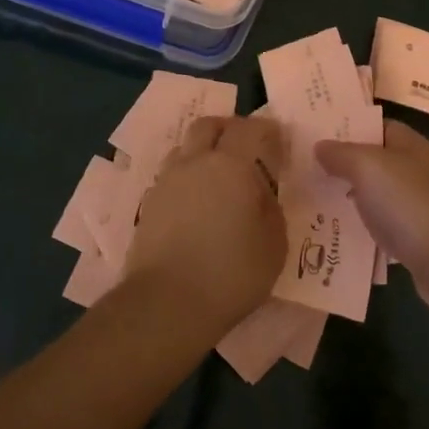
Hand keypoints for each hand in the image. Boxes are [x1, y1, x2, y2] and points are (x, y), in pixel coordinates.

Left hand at [124, 114, 286, 336]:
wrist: (167, 303)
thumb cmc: (231, 273)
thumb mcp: (274, 245)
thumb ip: (271, 210)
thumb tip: (262, 195)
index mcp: (232, 165)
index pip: (251, 129)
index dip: (268, 131)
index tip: (279, 143)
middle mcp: (196, 162)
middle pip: (209, 125)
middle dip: (229, 129)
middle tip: (246, 149)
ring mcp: (167, 181)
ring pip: (185, 147)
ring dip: (203, 151)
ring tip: (218, 177)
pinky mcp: (149, 204)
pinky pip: (171, 175)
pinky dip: (187, 178)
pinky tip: (197, 203)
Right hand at [316, 120, 428, 304]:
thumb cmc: (409, 203)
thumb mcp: (368, 167)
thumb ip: (341, 153)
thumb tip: (321, 146)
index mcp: (413, 146)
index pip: (380, 127)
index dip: (352, 128)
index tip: (320, 135)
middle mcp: (421, 172)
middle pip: (378, 163)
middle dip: (346, 166)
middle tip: (309, 170)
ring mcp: (422, 207)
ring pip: (380, 197)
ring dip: (353, 200)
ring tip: (317, 202)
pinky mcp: (419, 240)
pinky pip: (385, 227)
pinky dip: (365, 229)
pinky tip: (341, 235)